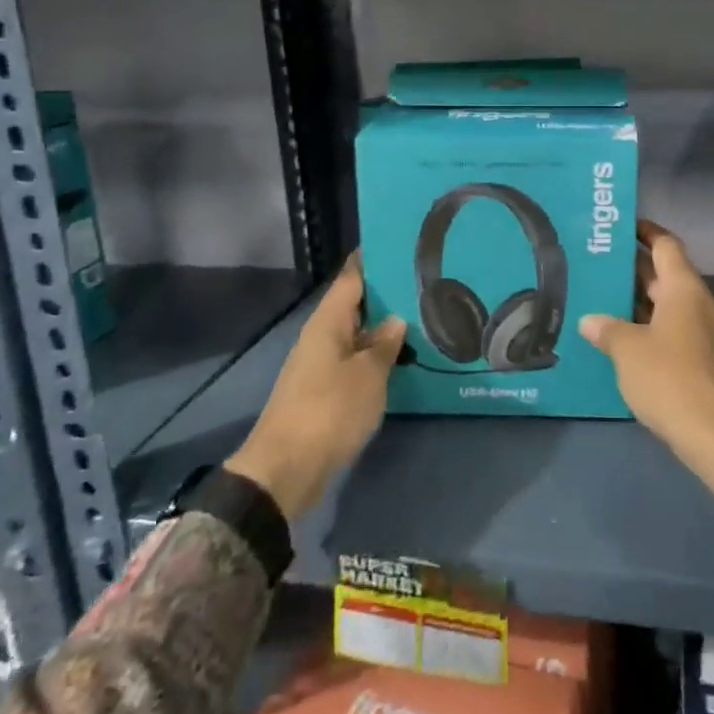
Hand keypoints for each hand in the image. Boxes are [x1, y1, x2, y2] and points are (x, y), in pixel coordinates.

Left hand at [225, 253, 405, 520]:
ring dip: (384, 328)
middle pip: (356, 304)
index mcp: (328, 322)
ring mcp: (321, 365)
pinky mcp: (325, 391)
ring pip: (357, 334)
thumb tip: (396, 318)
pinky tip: (403, 359)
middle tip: (426, 282)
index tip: (401, 243)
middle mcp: (322, 336)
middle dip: (386, 293)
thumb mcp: (368, 374)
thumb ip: (385, 344)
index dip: (373, 259)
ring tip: (423, 317)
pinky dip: (377, 356)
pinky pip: (355, 361)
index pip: (351, 276)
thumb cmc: (329, 411)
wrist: (286, 470)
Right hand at [580, 222, 713, 523]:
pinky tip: (634, 344)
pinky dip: (660, 330)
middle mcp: (704, 302)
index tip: (624, 227)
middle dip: (638, 272)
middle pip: (669, 276)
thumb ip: (607, 329)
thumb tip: (590, 320)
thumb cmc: (668, 377)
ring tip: (611, 306)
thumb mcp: (627, 350)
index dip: (646, 232)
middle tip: (604, 269)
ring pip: (676, 306)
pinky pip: (684, 332)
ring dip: (647, 304)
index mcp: (685, 288)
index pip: (666, 245)